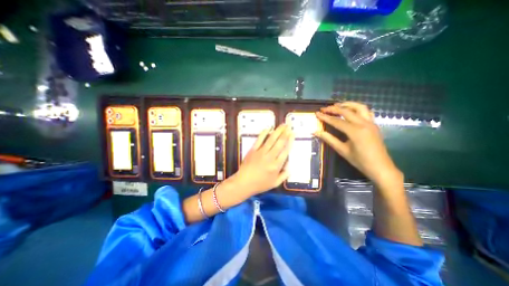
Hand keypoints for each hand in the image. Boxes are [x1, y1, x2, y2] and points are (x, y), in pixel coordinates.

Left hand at [228, 124, 293, 194]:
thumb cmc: (260, 184)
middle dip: (285, 133)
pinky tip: (268, 128)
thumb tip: (290, 166)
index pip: (285, 150)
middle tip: (289, 126)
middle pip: (280, 142)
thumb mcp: (275, 183)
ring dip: (277, 131)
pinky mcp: (253, 150)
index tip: (293, 134)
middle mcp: (270, 157)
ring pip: (271, 139)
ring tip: (282, 125)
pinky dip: (264, 133)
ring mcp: (261, 152)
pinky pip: (259, 140)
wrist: (244, 182)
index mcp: (276, 165)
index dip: (290, 141)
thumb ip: (284, 175)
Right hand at [313, 102, 403, 186]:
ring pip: (359, 107)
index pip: (336, 121)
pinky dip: (357, 108)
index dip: (325, 117)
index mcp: (355, 131)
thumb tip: (316, 132)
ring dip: (347, 104)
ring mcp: (371, 123)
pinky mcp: (374, 125)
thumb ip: (329, 139)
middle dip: (334, 108)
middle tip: (324, 109)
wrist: (380, 167)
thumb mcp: (342, 150)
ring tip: (337, 105)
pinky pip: (366, 111)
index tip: (317, 113)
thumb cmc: (360, 161)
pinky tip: (351, 111)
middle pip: (346, 111)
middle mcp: (363, 123)